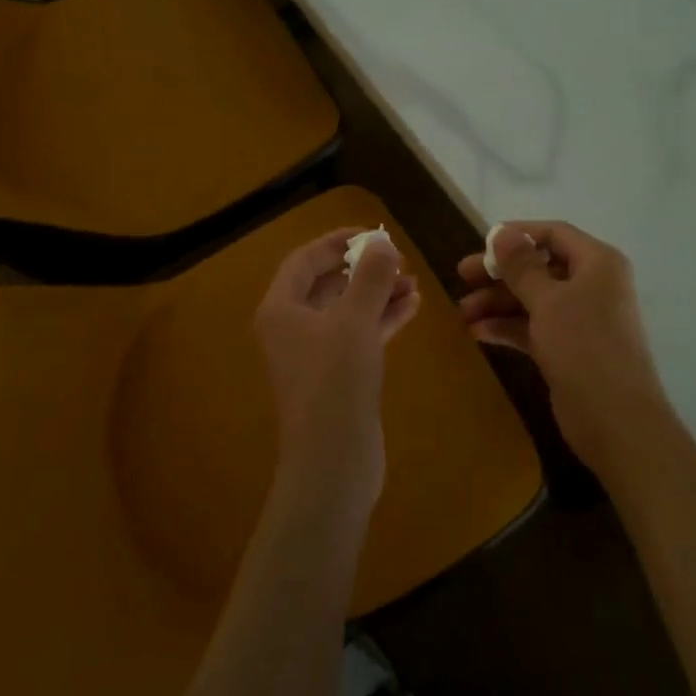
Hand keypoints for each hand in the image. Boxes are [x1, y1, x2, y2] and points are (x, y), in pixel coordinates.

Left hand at [254, 228, 420, 511]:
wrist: (333, 460)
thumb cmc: (336, 380)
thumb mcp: (355, 320)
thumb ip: (370, 277)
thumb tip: (382, 243)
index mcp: (281, 309)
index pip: (305, 260)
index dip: (337, 242)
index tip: (373, 234)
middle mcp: (291, 328)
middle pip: (327, 285)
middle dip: (363, 269)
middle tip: (398, 260)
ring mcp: (313, 355)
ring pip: (346, 311)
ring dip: (377, 294)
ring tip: (413, 282)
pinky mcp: (336, 377)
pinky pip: (358, 336)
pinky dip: (381, 320)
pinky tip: (412, 307)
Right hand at [457, 222, 670, 475]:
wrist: (616, 421)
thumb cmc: (584, 346)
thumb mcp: (547, 300)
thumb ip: (521, 266)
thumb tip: (502, 232)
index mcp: (597, 263)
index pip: (554, 234)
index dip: (517, 234)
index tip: (481, 243)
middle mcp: (592, 285)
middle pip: (539, 267)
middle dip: (500, 273)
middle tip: (461, 276)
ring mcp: (581, 319)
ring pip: (533, 299)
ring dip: (498, 302)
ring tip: (462, 312)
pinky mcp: (569, 349)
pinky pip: (534, 327)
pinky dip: (508, 327)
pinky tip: (478, 333)